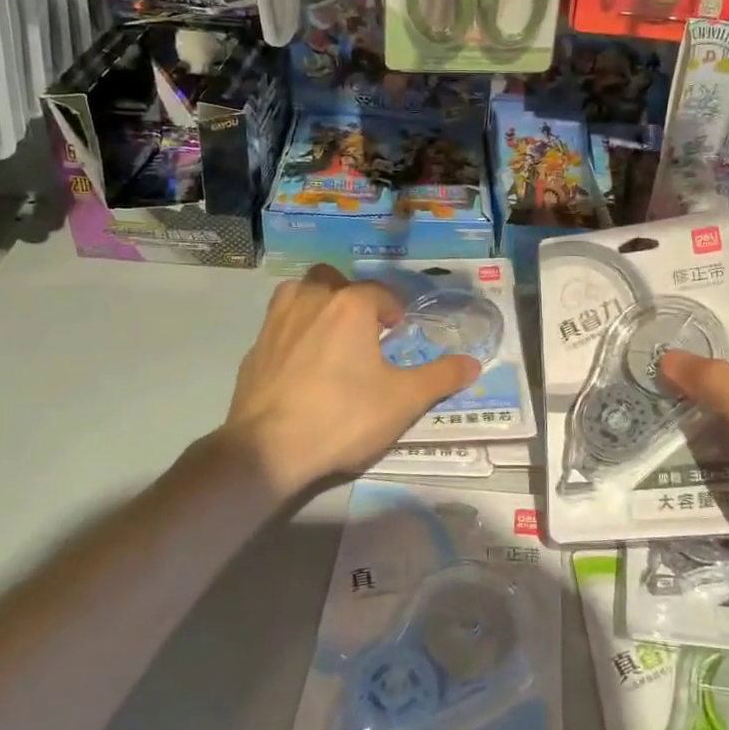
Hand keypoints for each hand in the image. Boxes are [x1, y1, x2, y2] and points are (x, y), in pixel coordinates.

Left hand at [223, 265, 480, 492]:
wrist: (268, 449)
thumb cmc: (343, 416)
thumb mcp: (404, 400)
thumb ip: (441, 377)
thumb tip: (474, 363)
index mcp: (350, 305)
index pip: (381, 293)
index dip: (394, 312)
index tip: (398, 336)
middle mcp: (312, 300)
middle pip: (334, 280)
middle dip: (351, 297)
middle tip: (363, 332)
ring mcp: (277, 321)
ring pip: (300, 293)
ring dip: (317, 304)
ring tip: (330, 338)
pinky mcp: (254, 348)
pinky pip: (279, 325)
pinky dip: (293, 333)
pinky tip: (300, 365)